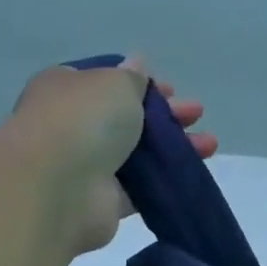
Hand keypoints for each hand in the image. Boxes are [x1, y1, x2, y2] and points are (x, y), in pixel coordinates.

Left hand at [10, 58, 215, 254]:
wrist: (57, 188)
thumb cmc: (83, 120)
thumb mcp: (115, 83)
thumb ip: (132, 77)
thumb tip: (135, 64)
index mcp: (65, 88)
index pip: (105, 81)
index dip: (139, 83)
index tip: (169, 89)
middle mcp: (72, 126)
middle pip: (126, 117)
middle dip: (164, 115)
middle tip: (196, 113)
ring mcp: (86, 166)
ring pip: (137, 154)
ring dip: (172, 148)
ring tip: (209, 145)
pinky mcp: (102, 202)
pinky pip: (140, 188)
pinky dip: (165, 180)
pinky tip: (192, 173)